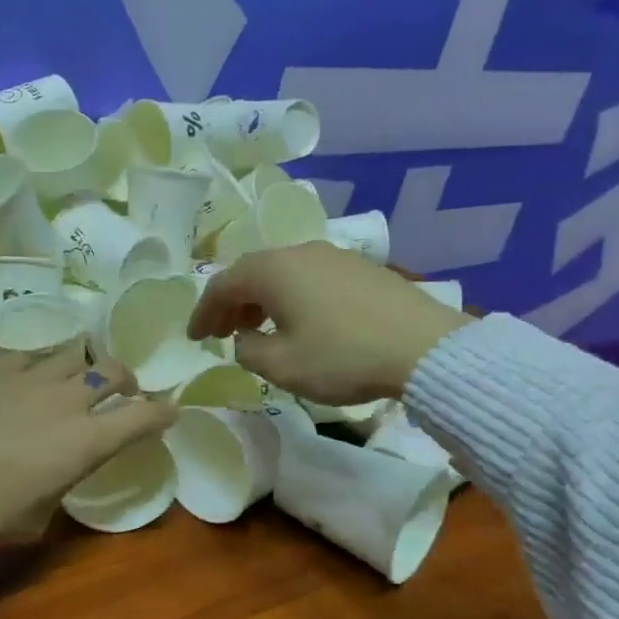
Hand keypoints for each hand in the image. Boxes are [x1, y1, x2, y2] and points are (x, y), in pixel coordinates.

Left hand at [0, 346, 175, 545]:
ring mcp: (30, 377)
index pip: (143, 417)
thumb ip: (59, 487)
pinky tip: (27, 377)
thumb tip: (55, 475)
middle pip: (114, 370)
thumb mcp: (37, 518)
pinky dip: (39, 365)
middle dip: (126, 379)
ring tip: (75, 375)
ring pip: (74, 352)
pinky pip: (30, 355)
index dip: (162, 412)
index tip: (168, 411)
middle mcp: (68, 400)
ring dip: (84, 364)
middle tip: (120, 391)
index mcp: (87, 442)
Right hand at [188, 242, 470, 405]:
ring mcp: (334, 256)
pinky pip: (311, 278)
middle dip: (231, 304)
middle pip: (252, 273)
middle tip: (221, 332)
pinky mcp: (361, 269)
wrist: (424, 348)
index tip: (193, 338)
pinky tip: (301, 322)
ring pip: (283, 274)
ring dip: (262, 300)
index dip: (202, 312)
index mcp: (273, 270)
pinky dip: (293, 297)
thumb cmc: (342, 357)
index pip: (222, 285)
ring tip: (258, 329)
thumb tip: (245, 339)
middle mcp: (299, 252)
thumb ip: (248, 350)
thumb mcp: (282, 366)